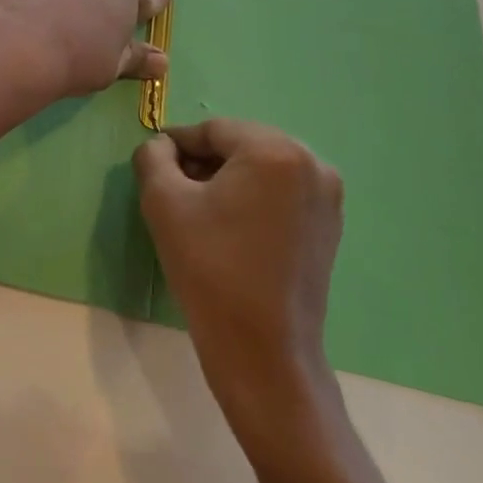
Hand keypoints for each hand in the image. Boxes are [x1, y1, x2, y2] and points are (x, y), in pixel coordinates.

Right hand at [134, 120, 344, 459]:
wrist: (263, 353)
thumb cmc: (210, 269)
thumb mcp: (163, 203)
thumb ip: (153, 157)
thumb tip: (161, 145)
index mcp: (275, 151)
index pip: (214, 130)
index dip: (178, 143)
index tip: (153, 162)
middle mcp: (311, 163)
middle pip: (241, 145)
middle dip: (204, 160)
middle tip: (172, 188)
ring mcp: (327, 197)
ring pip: (261, 168)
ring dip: (227, 178)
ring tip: (198, 210)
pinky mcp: (329, 226)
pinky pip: (281, 193)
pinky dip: (252, 198)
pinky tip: (228, 227)